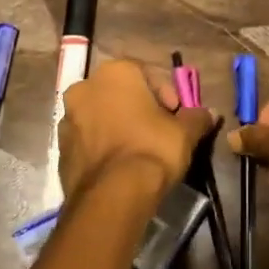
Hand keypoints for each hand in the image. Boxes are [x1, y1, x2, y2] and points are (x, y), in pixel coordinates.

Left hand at [59, 59, 214, 200]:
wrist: (112, 195)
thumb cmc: (151, 149)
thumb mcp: (185, 132)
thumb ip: (196, 117)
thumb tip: (208, 113)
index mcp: (115, 73)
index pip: (147, 73)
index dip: (166, 94)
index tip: (176, 115)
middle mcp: (85, 87)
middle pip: (120, 93)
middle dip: (139, 108)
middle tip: (159, 130)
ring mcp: (68, 118)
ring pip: (101, 115)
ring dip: (119, 126)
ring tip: (139, 150)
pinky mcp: (60, 149)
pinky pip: (89, 140)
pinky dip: (104, 146)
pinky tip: (121, 165)